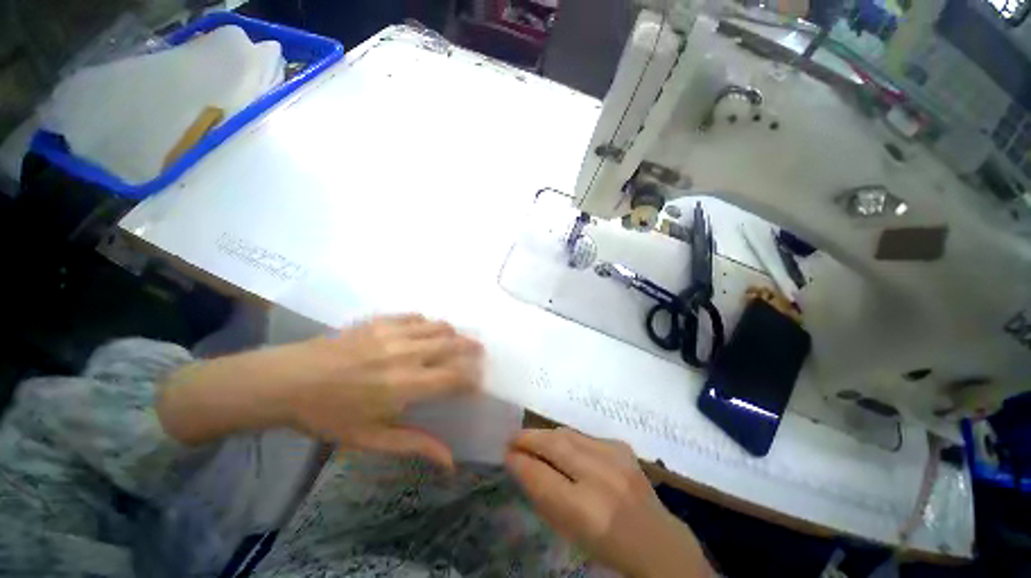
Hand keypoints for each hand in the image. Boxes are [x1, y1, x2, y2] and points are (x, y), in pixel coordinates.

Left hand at [159, 314, 481, 469]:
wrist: (287, 381)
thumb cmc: (329, 415)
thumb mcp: (371, 439)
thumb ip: (414, 445)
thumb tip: (450, 461)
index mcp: (406, 385)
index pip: (455, 377)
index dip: (472, 379)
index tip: (476, 383)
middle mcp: (407, 354)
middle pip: (453, 344)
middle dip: (472, 349)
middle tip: (478, 353)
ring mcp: (393, 333)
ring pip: (439, 326)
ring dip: (454, 333)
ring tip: (457, 340)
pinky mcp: (380, 320)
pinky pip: (416, 317)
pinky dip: (428, 323)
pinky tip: (426, 331)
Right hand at [506, 428, 713, 577]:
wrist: (656, 540)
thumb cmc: (606, 545)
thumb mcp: (568, 532)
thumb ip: (542, 497)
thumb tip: (519, 465)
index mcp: (586, 510)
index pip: (541, 476)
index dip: (520, 461)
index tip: (506, 454)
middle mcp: (601, 477)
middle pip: (555, 444)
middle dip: (528, 438)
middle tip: (512, 438)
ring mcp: (615, 457)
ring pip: (567, 434)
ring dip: (545, 435)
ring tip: (531, 438)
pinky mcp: (621, 446)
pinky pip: (583, 435)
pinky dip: (567, 438)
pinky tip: (562, 446)